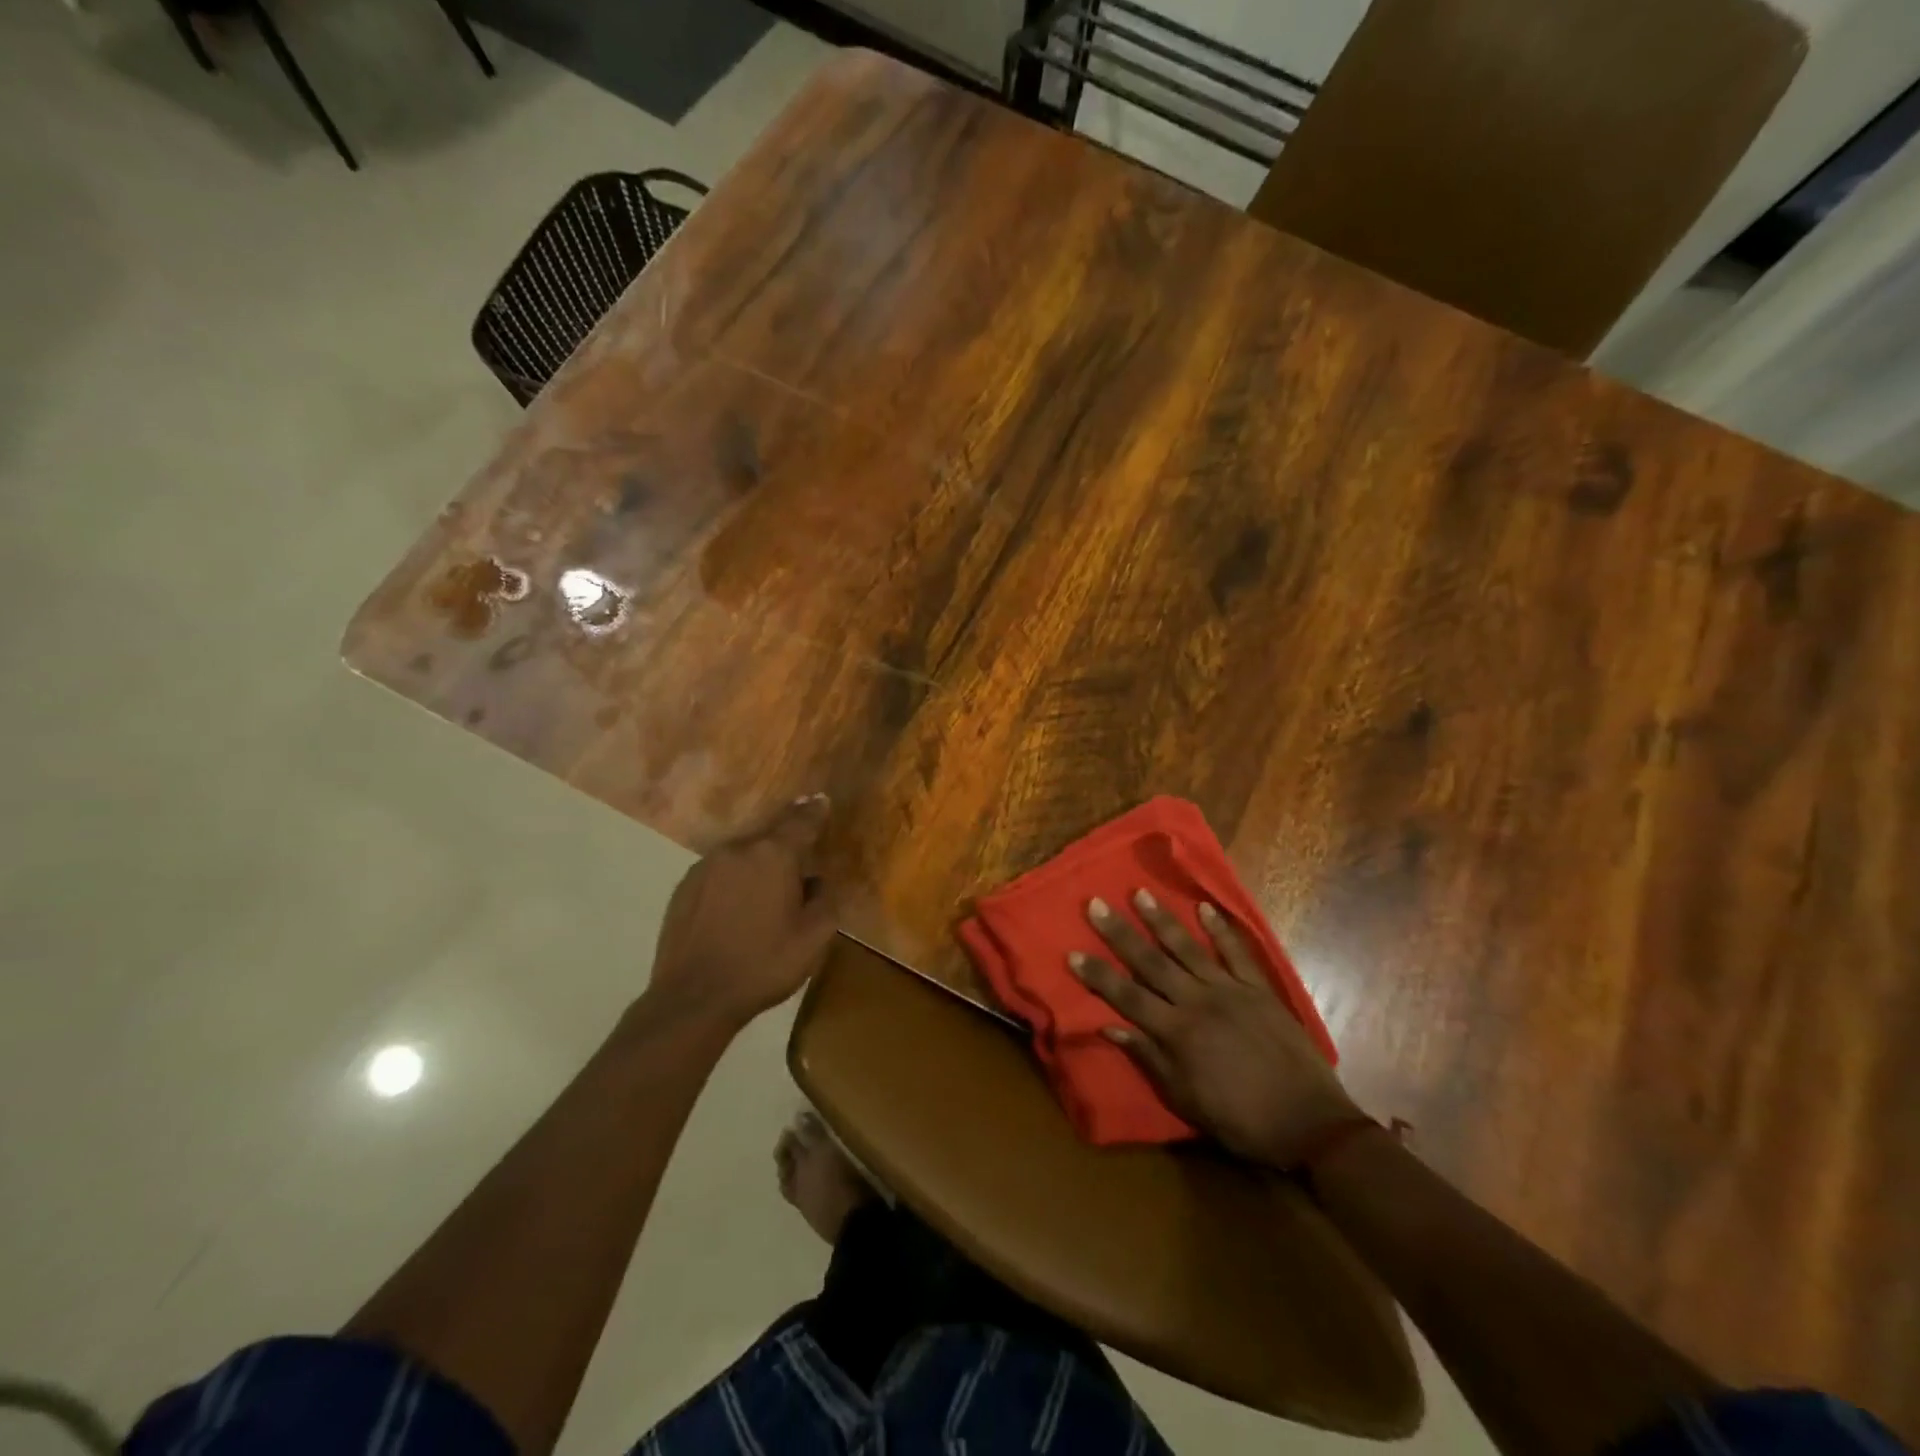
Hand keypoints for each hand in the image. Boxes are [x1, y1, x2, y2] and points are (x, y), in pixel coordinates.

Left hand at [644, 796, 838, 1030]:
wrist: (694, 998)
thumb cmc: (763, 965)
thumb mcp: (813, 939)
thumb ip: (825, 900)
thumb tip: (816, 881)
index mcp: (773, 856)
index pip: (801, 822)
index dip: (814, 811)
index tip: (821, 800)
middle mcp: (737, 850)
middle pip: (769, 839)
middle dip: (785, 849)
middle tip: (797, 870)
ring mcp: (705, 867)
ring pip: (742, 856)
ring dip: (756, 868)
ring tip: (765, 898)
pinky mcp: (683, 888)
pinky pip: (718, 874)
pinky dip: (732, 884)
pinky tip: (735, 912)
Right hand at [1072, 892, 1361, 1166]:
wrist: (1309, 1123)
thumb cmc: (1240, 1119)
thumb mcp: (1186, 1099)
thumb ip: (1149, 1058)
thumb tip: (1109, 1026)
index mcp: (1177, 1033)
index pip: (1126, 996)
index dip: (1098, 975)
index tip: (1072, 952)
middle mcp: (1197, 1002)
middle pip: (1151, 962)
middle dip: (1120, 933)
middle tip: (1096, 904)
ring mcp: (1230, 991)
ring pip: (1188, 948)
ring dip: (1162, 920)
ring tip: (1140, 893)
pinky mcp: (1260, 989)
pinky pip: (1237, 953)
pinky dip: (1221, 929)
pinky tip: (1205, 907)